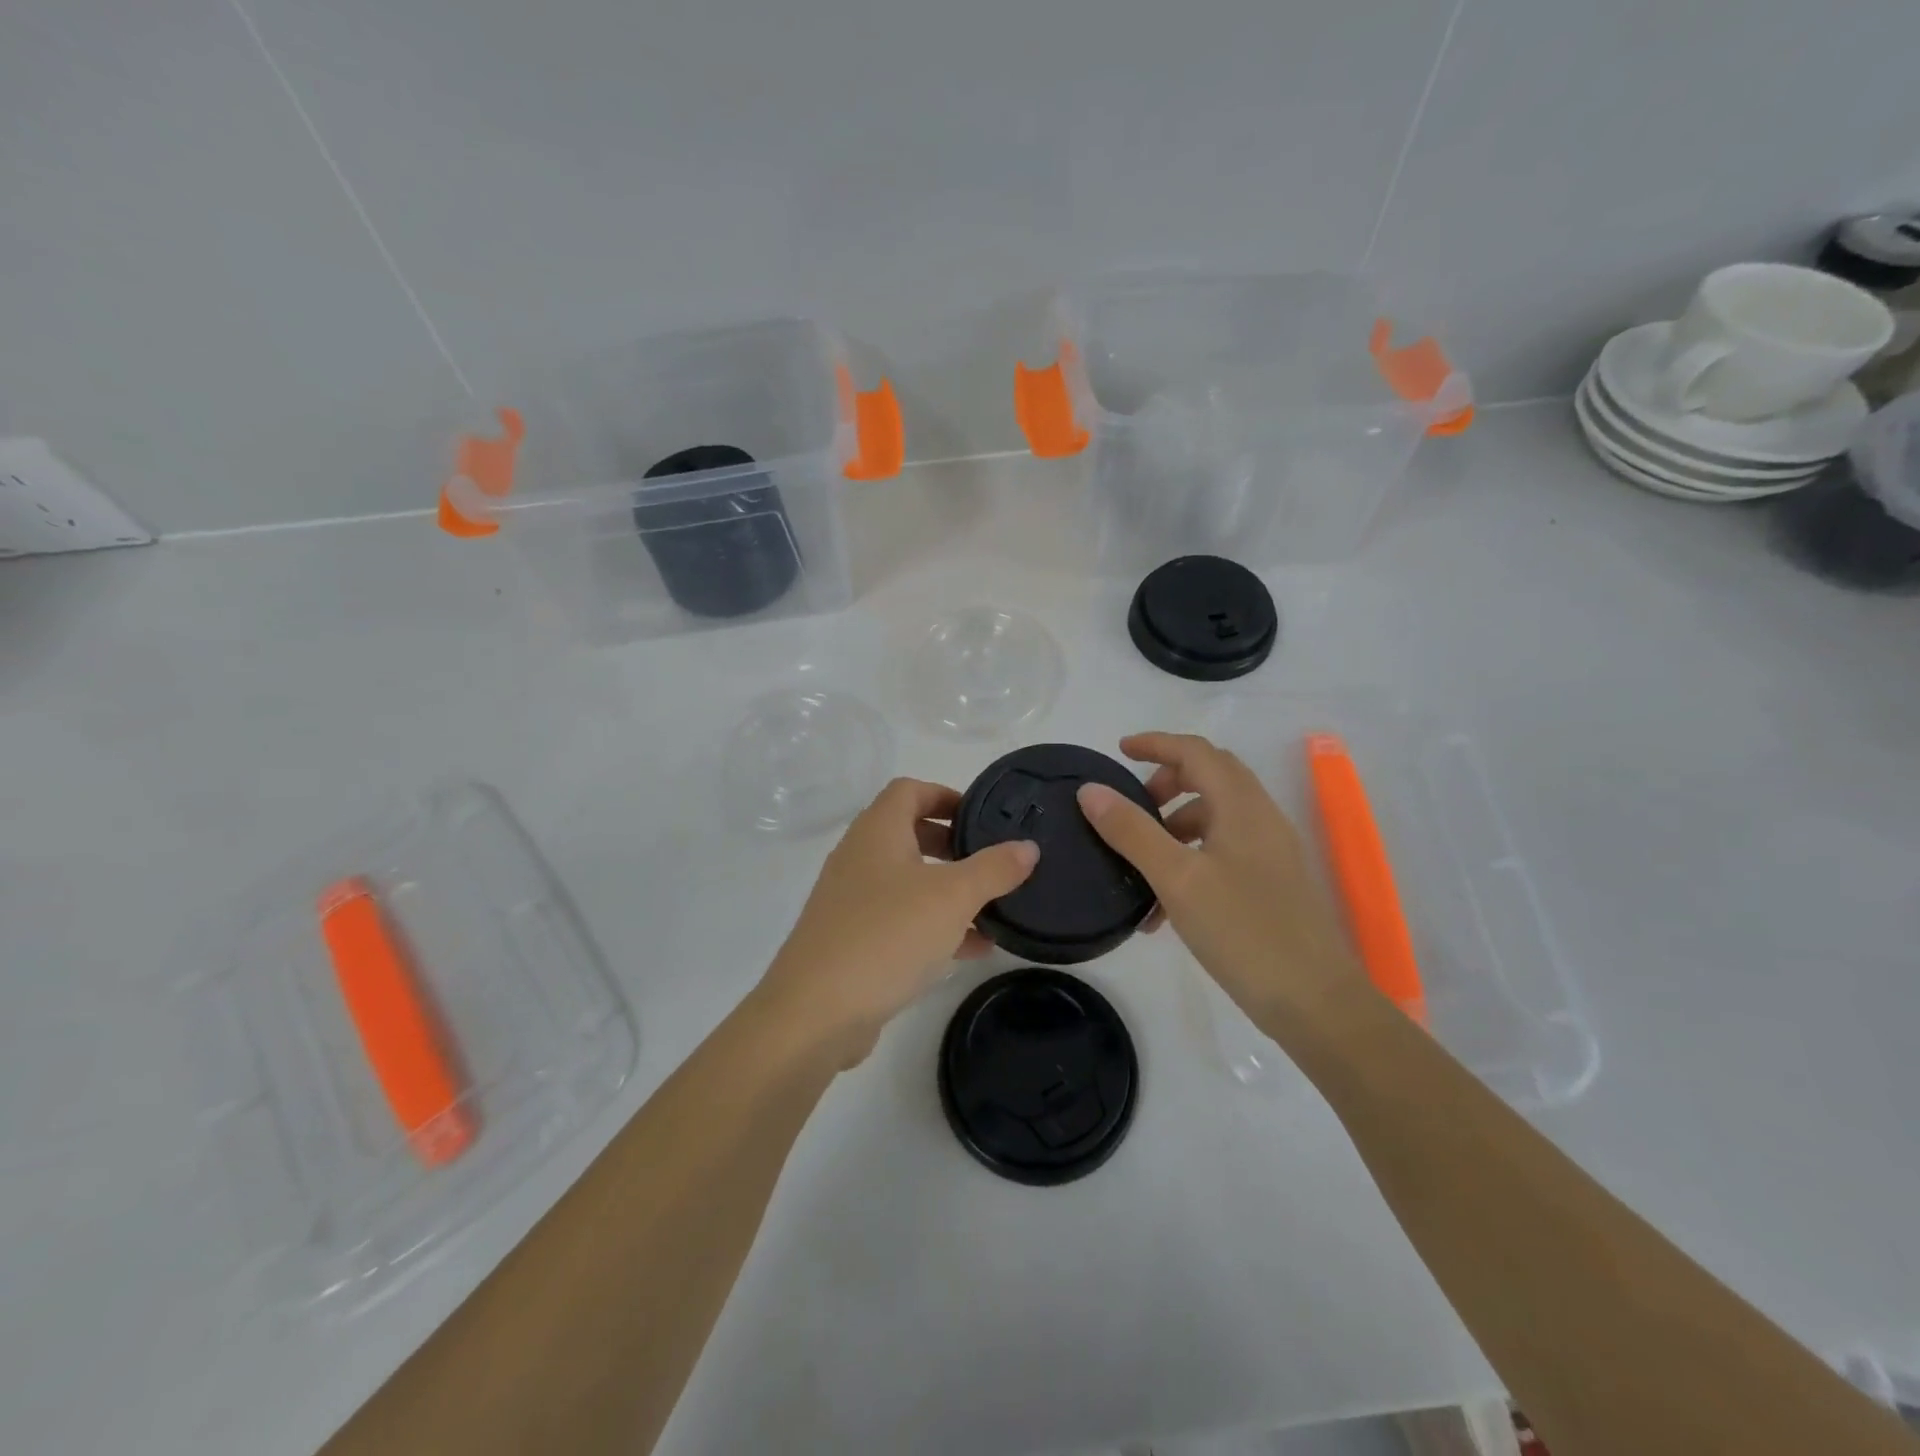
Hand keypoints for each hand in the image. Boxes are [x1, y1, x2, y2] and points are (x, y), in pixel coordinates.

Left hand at [756, 778, 1038, 1065]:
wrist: (815, 1012)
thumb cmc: (887, 935)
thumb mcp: (952, 897)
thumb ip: (993, 869)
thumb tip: (1028, 846)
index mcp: (877, 832)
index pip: (909, 790)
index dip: (946, 794)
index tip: (982, 817)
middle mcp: (859, 857)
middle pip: (908, 833)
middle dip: (951, 844)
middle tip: (989, 861)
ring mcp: (851, 900)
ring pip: (907, 881)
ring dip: (947, 890)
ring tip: (992, 907)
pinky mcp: (852, 940)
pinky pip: (900, 920)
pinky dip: (933, 925)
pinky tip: (972, 949)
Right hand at [1076, 732, 1361, 1024]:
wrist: (1314, 1002)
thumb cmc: (1244, 930)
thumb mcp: (1177, 878)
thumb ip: (1132, 831)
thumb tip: (1091, 791)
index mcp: (1242, 806)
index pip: (1196, 751)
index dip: (1156, 744)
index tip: (1119, 751)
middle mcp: (1260, 818)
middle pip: (1209, 778)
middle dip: (1165, 784)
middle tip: (1130, 809)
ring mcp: (1270, 851)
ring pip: (1214, 818)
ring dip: (1173, 829)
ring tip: (1138, 869)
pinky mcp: (1270, 883)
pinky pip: (1222, 853)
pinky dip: (1189, 861)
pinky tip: (1163, 909)